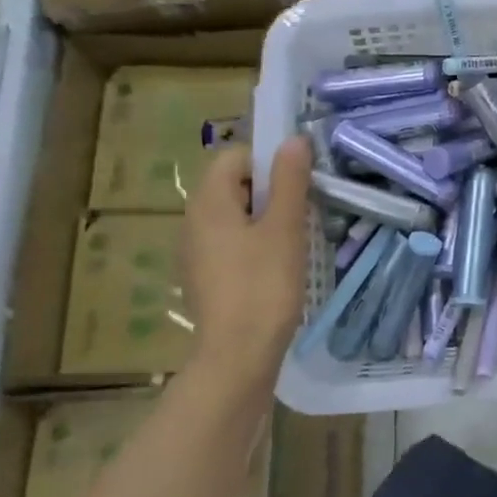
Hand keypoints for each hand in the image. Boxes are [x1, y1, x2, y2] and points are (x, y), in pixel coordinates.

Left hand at [181, 138, 311, 389]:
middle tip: (303, 211)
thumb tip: (293, 140)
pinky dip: (255, 243)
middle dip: (270, 190)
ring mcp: (196, 251)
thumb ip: (289, 180)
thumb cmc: (263, 285)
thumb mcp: (284, 228)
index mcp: (208, 202)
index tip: (298, 183)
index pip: (235, 156)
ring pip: (235, 215)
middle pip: (234, 184)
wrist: (238, 357)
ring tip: (295, 239)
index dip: (268, 161)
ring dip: (266, 218)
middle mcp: (193, 221)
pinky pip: (231, 242)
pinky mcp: (206, 277)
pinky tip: (278, 266)